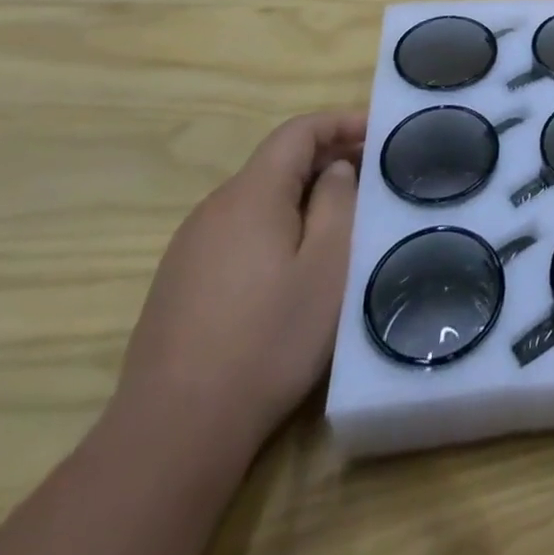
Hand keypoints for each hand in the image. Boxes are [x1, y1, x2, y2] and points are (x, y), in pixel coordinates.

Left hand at [112, 113, 364, 463]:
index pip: (298, 131)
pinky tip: (293, 265)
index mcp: (251, 194)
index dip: (340, 122)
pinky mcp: (179, 283)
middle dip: (327, 158)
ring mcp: (190, 247)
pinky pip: (238, 231)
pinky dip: (275, 225)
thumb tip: (335, 169)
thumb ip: (338, 203)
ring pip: (257, 198)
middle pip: (276, 162)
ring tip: (342, 219)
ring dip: (302, 194)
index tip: (379, 132)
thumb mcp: (327, 266)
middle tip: (373, 177)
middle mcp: (214, 208)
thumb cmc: (268, 339)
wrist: (173, 432)